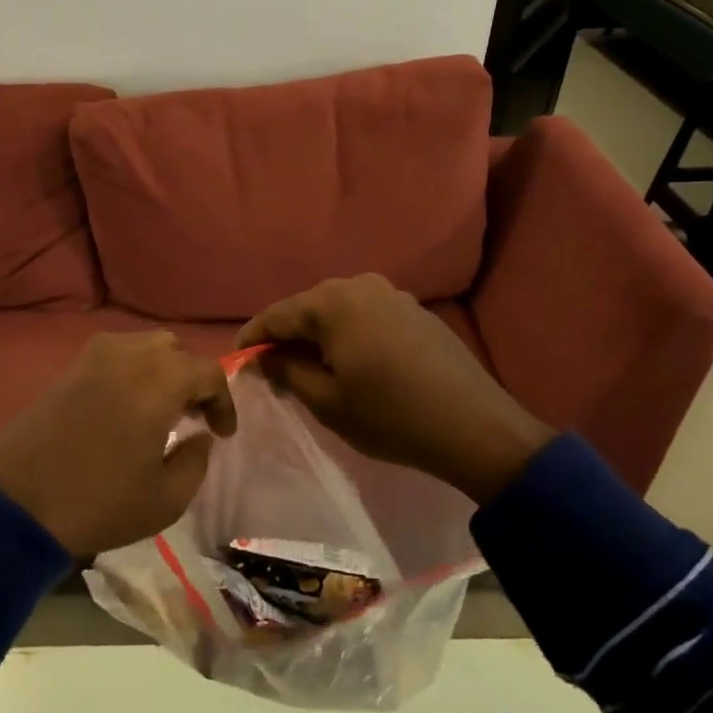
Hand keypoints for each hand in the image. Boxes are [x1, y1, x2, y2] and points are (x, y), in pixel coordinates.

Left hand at [0, 331, 236, 555]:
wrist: (14, 502)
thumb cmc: (98, 501)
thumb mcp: (165, 499)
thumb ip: (195, 461)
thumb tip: (200, 437)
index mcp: (160, 379)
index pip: (208, 372)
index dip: (223, 402)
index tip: (222, 434)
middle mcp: (129, 354)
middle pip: (174, 349)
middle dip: (191, 378)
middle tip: (192, 416)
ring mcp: (93, 358)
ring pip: (142, 347)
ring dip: (161, 371)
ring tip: (160, 411)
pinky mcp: (67, 370)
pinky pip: (113, 357)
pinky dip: (131, 373)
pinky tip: (126, 409)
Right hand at [237, 274, 551, 505]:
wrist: (475, 427)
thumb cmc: (391, 416)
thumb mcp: (326, 400)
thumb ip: (286, 370)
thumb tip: (265, 355)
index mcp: (333, 302)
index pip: (276, 314)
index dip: (251, 338)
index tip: (237, 361)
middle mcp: (360, 285)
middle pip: (307, 308)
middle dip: (285, 337)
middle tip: (271, 371)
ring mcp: (392, 294)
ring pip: (337, 311)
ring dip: (317, 336)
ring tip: (307, 369)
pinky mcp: (414, 310)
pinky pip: (364, 315)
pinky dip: (346, 335)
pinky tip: (348, 362)